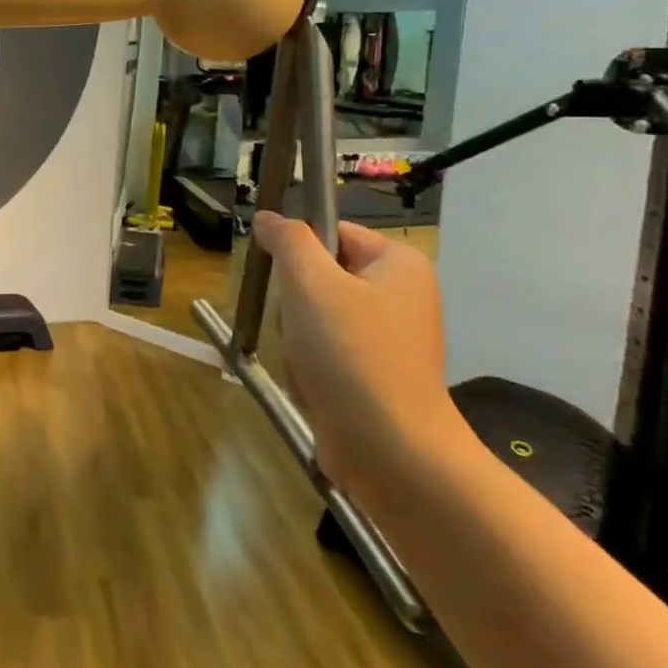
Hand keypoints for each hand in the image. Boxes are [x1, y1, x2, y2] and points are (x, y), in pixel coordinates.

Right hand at [252, 213, 463, 501]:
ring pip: (313, 318)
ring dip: (297, 340)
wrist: (390, 449)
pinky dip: (310, 368)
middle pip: (318, 277)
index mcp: (398, 263)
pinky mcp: (374, 375)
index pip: (331, 232)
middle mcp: (400, 295)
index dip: (298, 251)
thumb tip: (267, 218)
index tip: (284, 279)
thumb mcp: (310, 282)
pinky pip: (324, 353)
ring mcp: (388, 339)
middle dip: (295, 304)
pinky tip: (315, 387)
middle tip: (300, 326)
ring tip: (308, 364)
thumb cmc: (352, 353)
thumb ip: (287, 241)